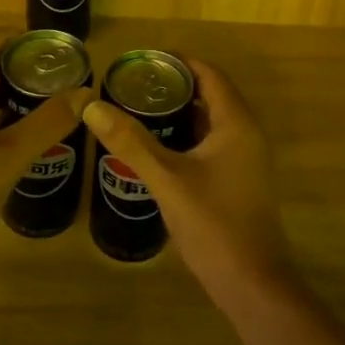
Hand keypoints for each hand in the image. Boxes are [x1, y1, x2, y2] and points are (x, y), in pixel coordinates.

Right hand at [83, 59, 292, 299]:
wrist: (252, 284)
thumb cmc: (214, 224)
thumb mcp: (166, 179)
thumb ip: (130, 141)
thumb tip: (92, 106)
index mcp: (236, 123)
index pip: (209, 74)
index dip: (178, 62)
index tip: (143, 60)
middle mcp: (246, 133)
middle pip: (210, 94)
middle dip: (174, 86)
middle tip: (134, 85)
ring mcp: (246, 158)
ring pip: (211, 120)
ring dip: (180, 112)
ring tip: (139, 110)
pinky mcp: (239, 179)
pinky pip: (212, 142)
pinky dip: (187, 136)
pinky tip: (157, 147)